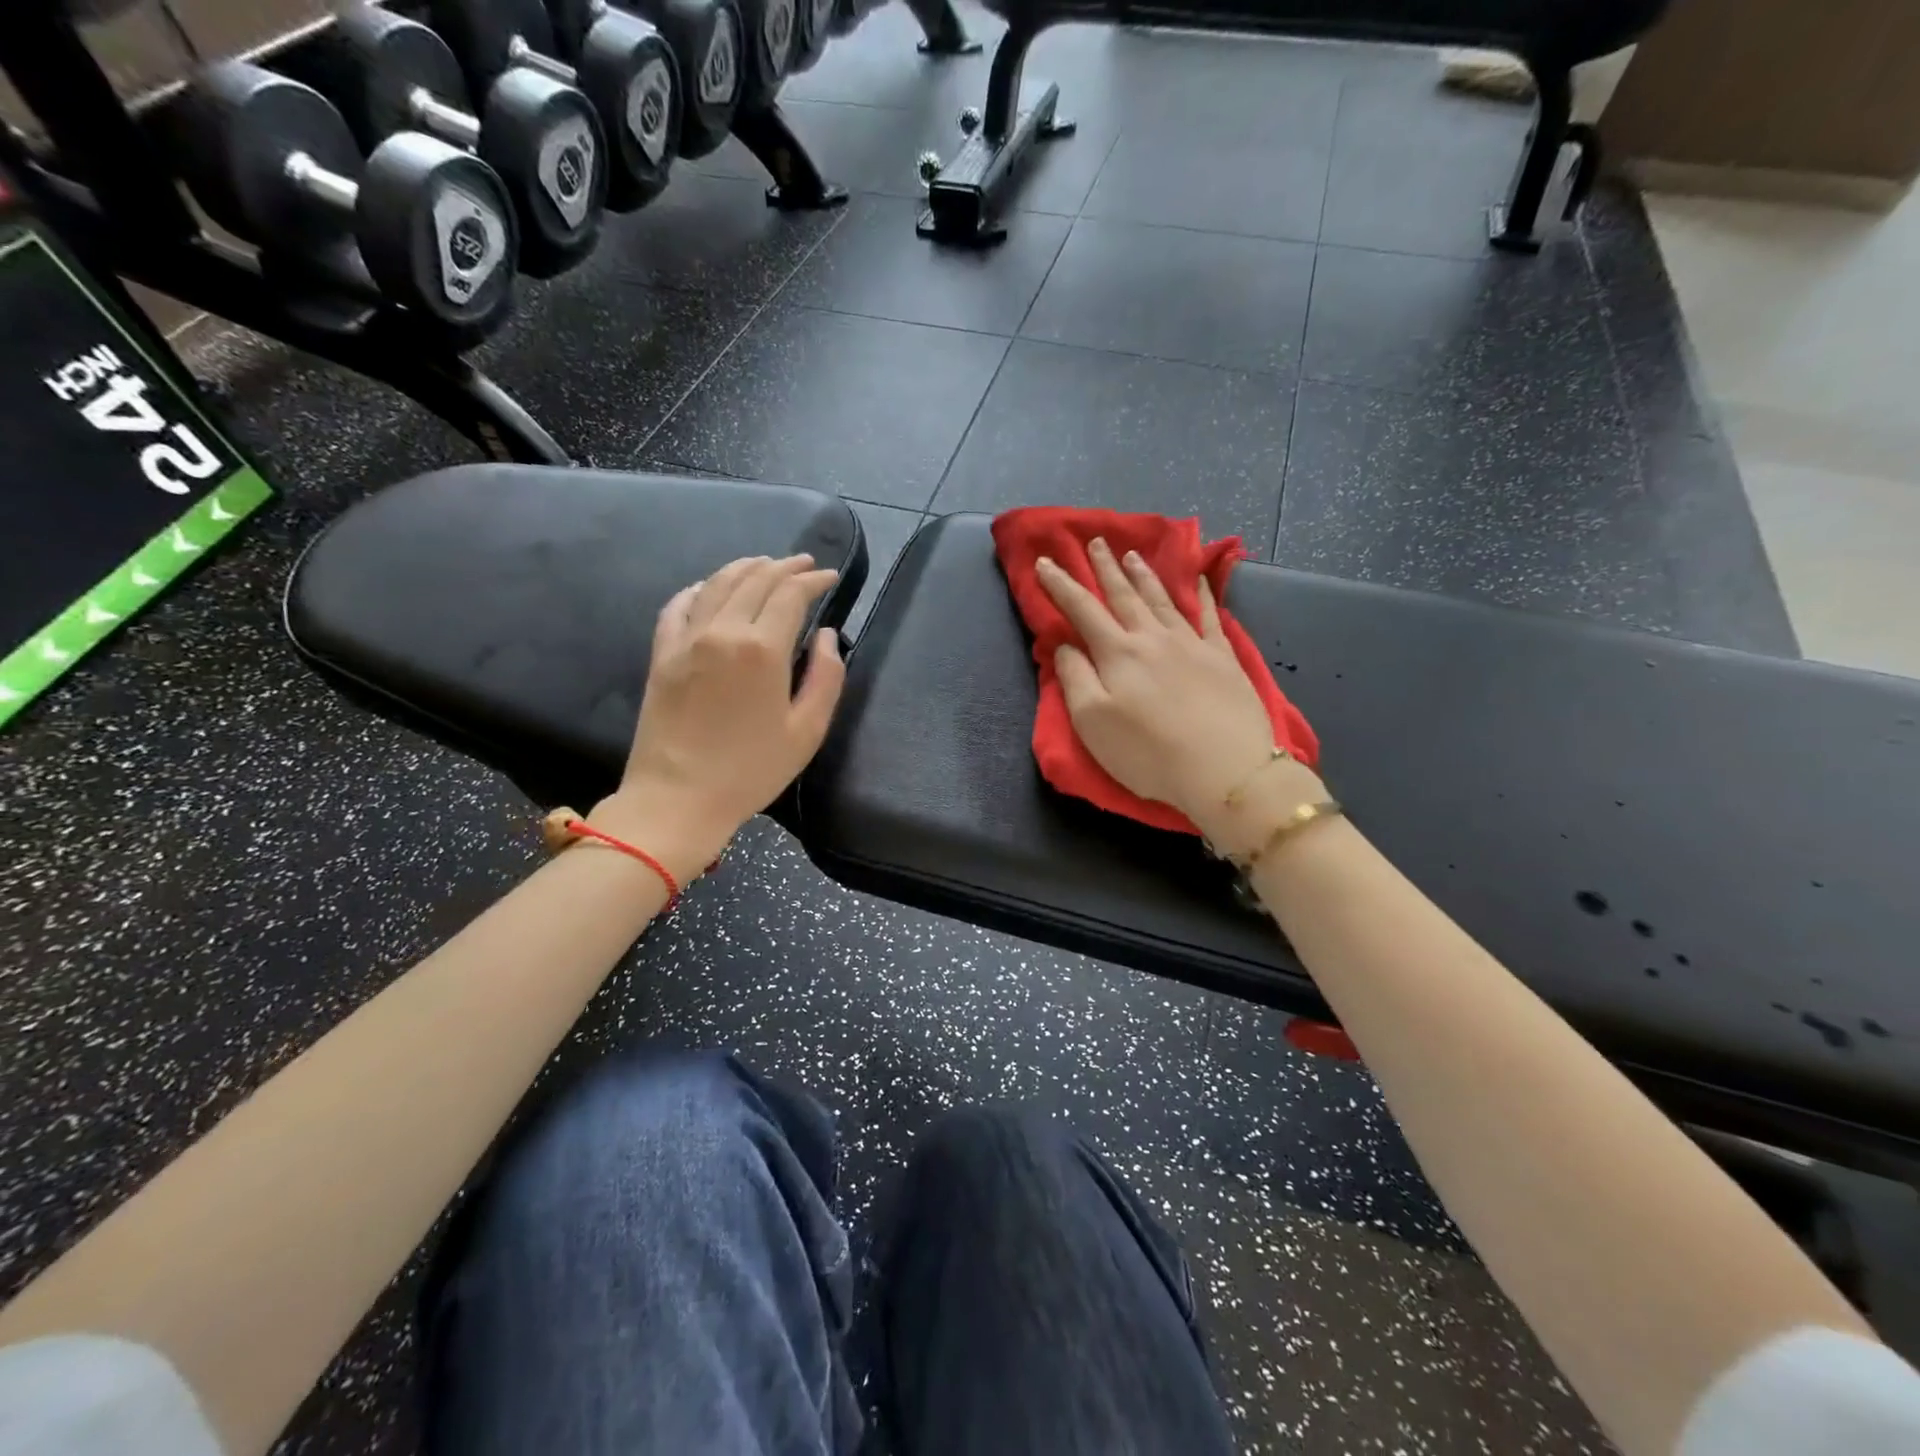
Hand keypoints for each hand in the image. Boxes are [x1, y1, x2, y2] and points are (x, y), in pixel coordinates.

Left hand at [593, 555, 844, 878]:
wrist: (677, 798)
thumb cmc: (751, 770)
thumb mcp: (807, 731)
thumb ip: (826, 677)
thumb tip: (826, 636)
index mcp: (763, 649)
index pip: (791, 594)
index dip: (814, 580)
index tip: (830, 577)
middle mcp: (723, 631)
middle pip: (756, 580)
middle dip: (785, 567)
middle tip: (805, 565)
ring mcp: (687, 639)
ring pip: (718, 583)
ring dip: (746, 567)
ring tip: (765, 564)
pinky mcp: (662, 654)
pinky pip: (679, 605)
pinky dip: (700, 588)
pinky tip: (710, 587)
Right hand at [1036, 538, 1321, 846]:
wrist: (1225, 770)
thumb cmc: (1148, 752)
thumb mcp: (1092, 722)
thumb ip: (1075, 678)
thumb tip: (1066, 645)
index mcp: (1118, 653)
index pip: (1082, 610)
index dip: (1061, 585)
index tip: (1045, 563)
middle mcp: (1153, 638)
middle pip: (1124, 596)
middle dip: (1106, 568)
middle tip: (1096, 542)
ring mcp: (1192, 644)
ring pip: (1162, 599)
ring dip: (1144, 576)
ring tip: (1133, 555)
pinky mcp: (1223, 659)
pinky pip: (1211, 616)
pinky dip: (1204, 594)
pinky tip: (1200, 579)